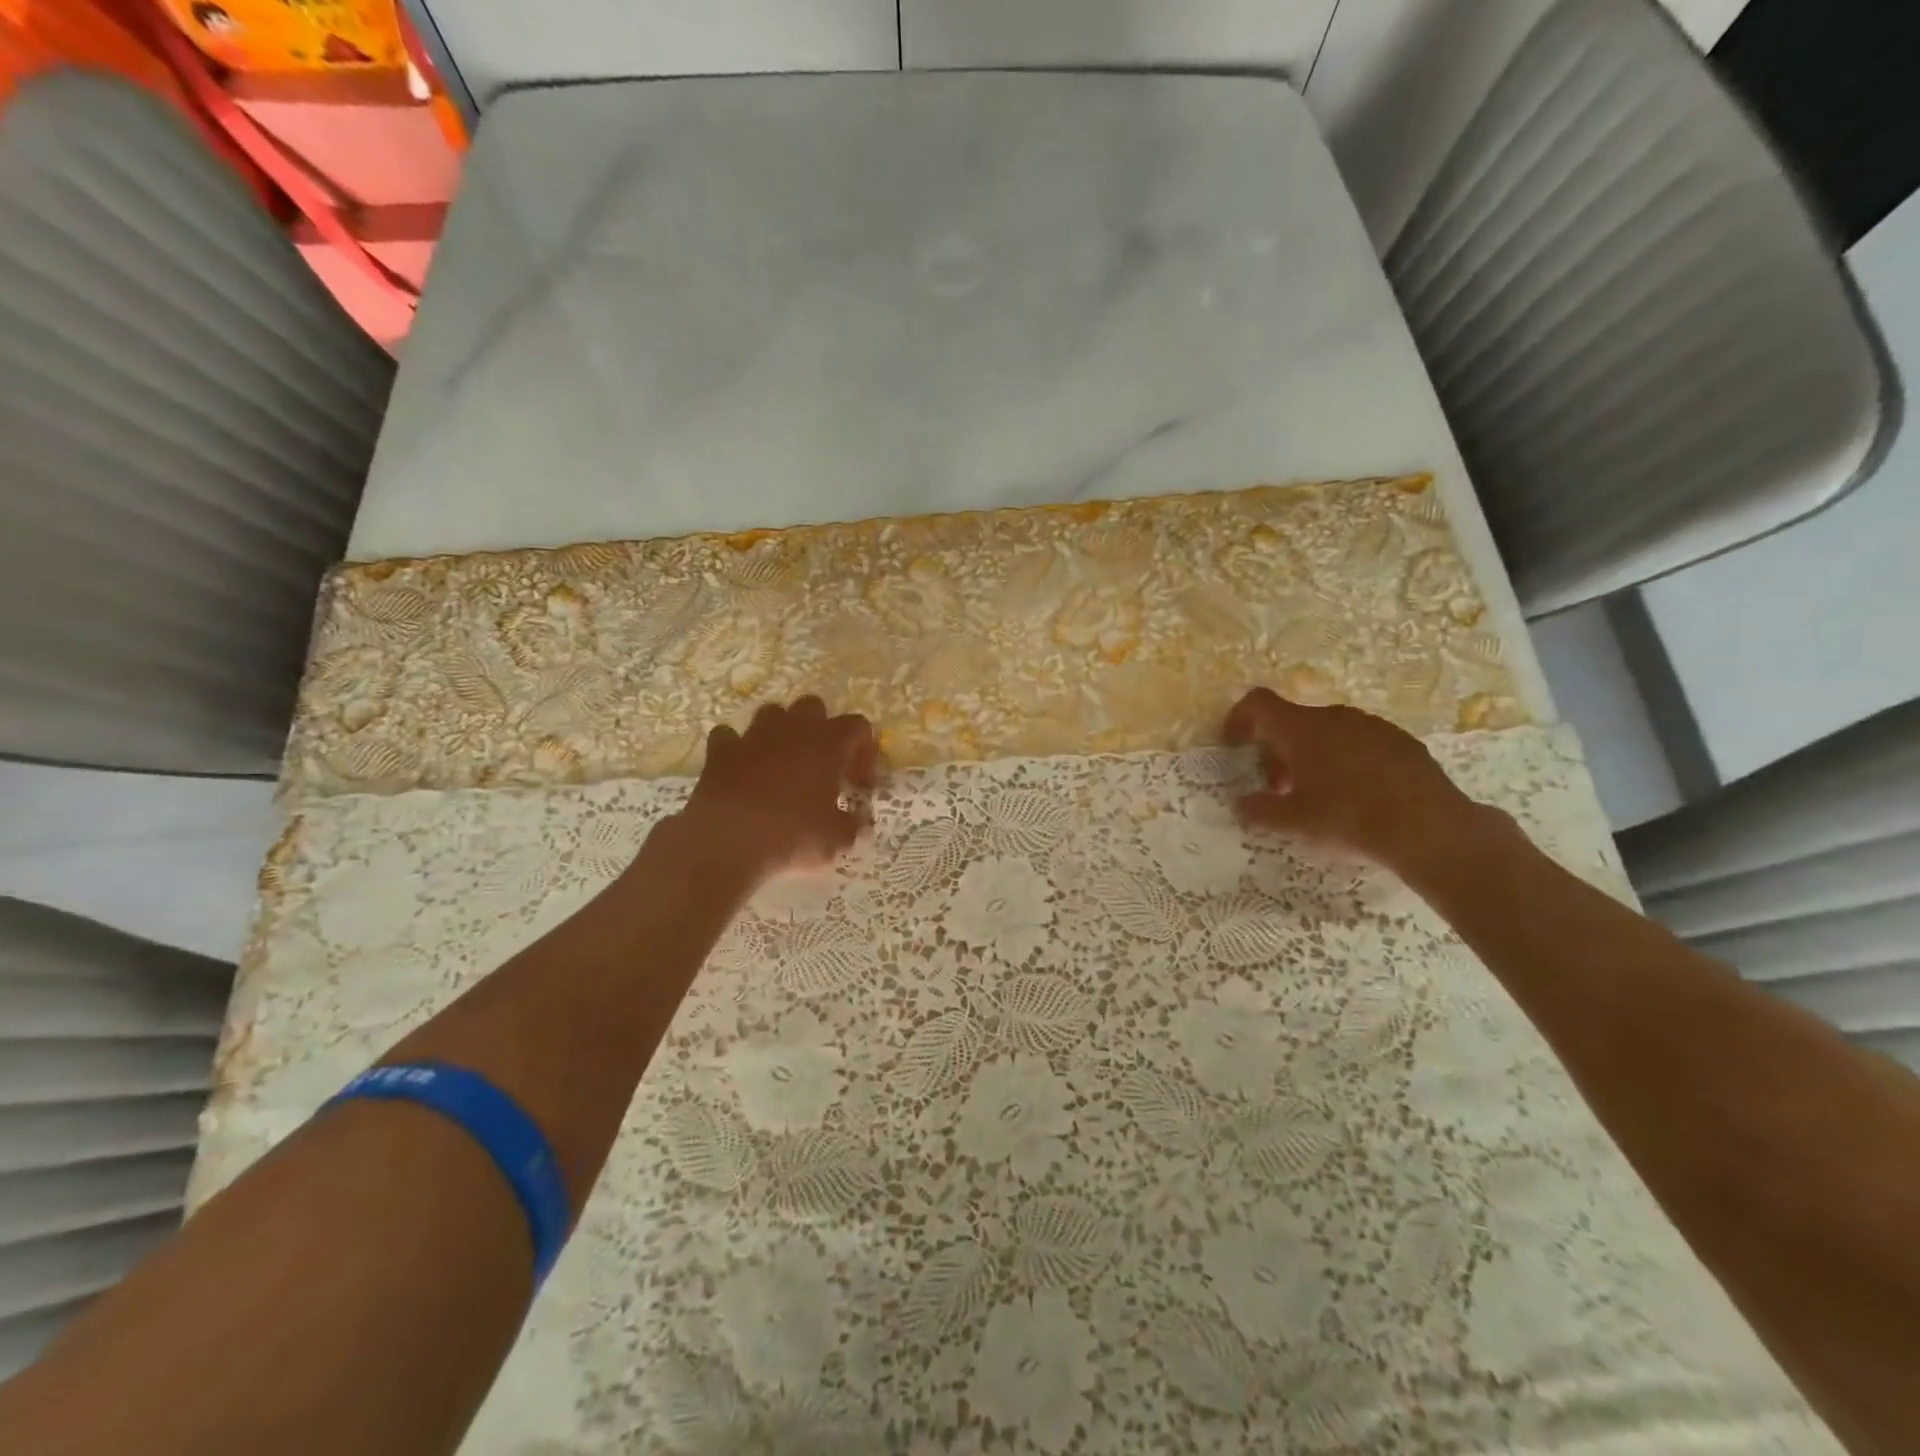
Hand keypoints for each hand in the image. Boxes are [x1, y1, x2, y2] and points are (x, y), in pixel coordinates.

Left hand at [674, 697, 878, 885]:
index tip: (859, 783)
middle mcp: (792, 729)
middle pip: (813, 707)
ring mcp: (753, 736)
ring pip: (772, 713)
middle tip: (822, 766)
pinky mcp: (720, 751)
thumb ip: (854, 825)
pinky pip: (730, 736)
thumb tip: (860, 822)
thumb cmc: (791, 836)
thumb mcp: (836, 840)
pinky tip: (741, 770)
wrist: (726, 843)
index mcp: (828, 744)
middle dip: (821, 729)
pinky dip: (738, 749)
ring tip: (783, 764)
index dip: (864, 751)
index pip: (858, 726)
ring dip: (781, 732)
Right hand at [1223, 688, 1488, 879]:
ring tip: (1317, 794)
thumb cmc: (1350, 818)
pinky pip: (1358, 741)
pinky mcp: (1399, 740)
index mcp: (1301, 729)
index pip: (1258, 703)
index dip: (1239, 718)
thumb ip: (1261, 809)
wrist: (1430, 827)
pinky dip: (1344, 759)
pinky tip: (1356, 794)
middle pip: (1292, 722)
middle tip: (1277, 788)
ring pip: (1326, 731)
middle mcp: (1333, 716)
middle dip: (1277, 750)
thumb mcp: (1295, 822)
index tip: (1234, 745)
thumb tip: (1241, 803)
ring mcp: (1370, 725)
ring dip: (1311, 755)